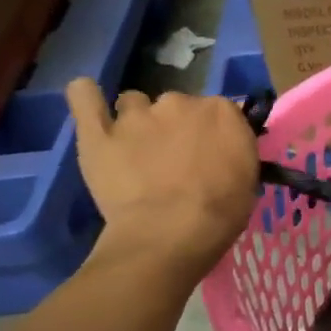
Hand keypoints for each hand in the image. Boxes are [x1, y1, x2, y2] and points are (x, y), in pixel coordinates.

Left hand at [66, 80, 257, 281]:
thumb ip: (233, 152)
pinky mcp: (97, 131)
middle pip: (176, 105)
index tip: (209, 156)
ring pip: (133, 103)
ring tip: (135, 151)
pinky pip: (83, 95)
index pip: (218, 111)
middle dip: (175, 127)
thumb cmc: (219, 215)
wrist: (169, 235)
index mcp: (221, 112)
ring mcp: (136, 114)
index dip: (212, 134)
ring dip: (136, 121)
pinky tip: (88, 101)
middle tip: (173, 161)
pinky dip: (86, 96)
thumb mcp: (247, 182)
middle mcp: (180, 102)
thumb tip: (221, 151)